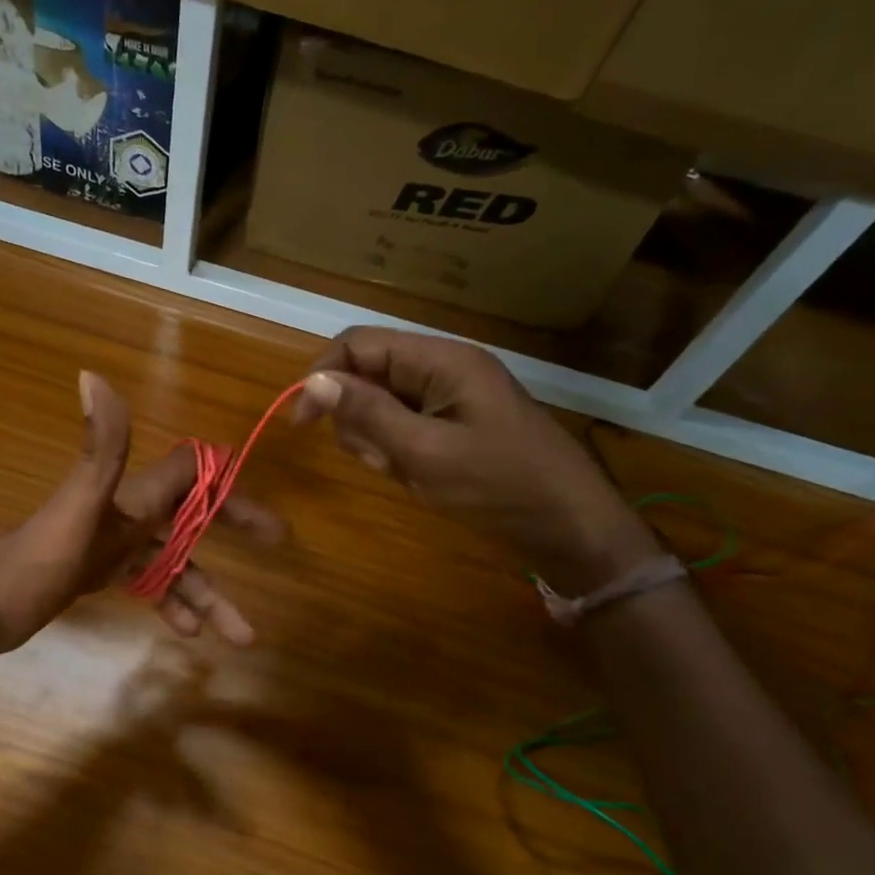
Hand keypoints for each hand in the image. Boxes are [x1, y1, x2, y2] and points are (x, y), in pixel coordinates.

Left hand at [0, 372, 284, 656]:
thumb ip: (100, 450)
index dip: (228, 484)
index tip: (266, 514)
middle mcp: (126, 512)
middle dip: (233, 527)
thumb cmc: (34, 560)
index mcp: (129, 494)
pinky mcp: (97, 571)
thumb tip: (94, 374)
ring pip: (173, 562)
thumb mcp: (75, 508)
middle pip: (191, 515)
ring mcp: (111, 543)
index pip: (190, 473)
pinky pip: (146, 582)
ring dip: (207, 592)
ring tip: (241, 633)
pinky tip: (188, 631)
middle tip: (276, 543)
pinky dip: (169, 601)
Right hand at [294, 327, 654, 595]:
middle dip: (358, 417)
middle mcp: (444, 370)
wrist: (572, 530)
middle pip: (369, 374)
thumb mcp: (425, 452)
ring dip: (378, 440)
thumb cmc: (500, 487)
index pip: (360, 345)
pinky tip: (421, 479)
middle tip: (378, 458)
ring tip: (406, 472)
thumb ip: (367, 413)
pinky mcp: (455, 427)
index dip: (323, 375)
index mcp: (442, 360)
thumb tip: (312, 381)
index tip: (302, 423)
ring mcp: (451, 400)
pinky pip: (406, 429)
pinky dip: (399, 453)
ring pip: (383, 405)